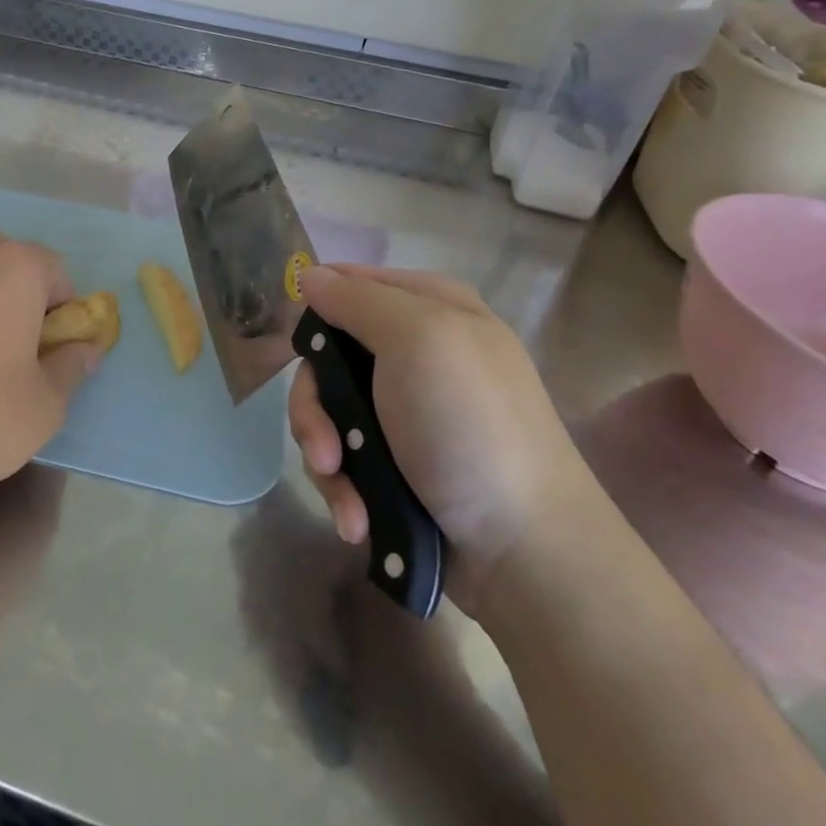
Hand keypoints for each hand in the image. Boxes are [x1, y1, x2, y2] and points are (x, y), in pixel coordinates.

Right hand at [288, 265, 596, 608]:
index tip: (301, 351)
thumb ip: (357, 299)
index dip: (318, 312)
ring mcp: (406, 411)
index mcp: (431, 306)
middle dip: (316, 407)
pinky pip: (346, 457)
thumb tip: (308, 275)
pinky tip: (357, 517)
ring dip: (327, 456)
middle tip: (326, 448)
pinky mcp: (398, 462)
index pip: (348, 283)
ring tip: (346, 493)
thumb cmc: (468, 427)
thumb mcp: (417, 339)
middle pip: (328, 357)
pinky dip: (346, 488)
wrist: (523, 550)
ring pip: (330, 413)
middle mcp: (417, 352)